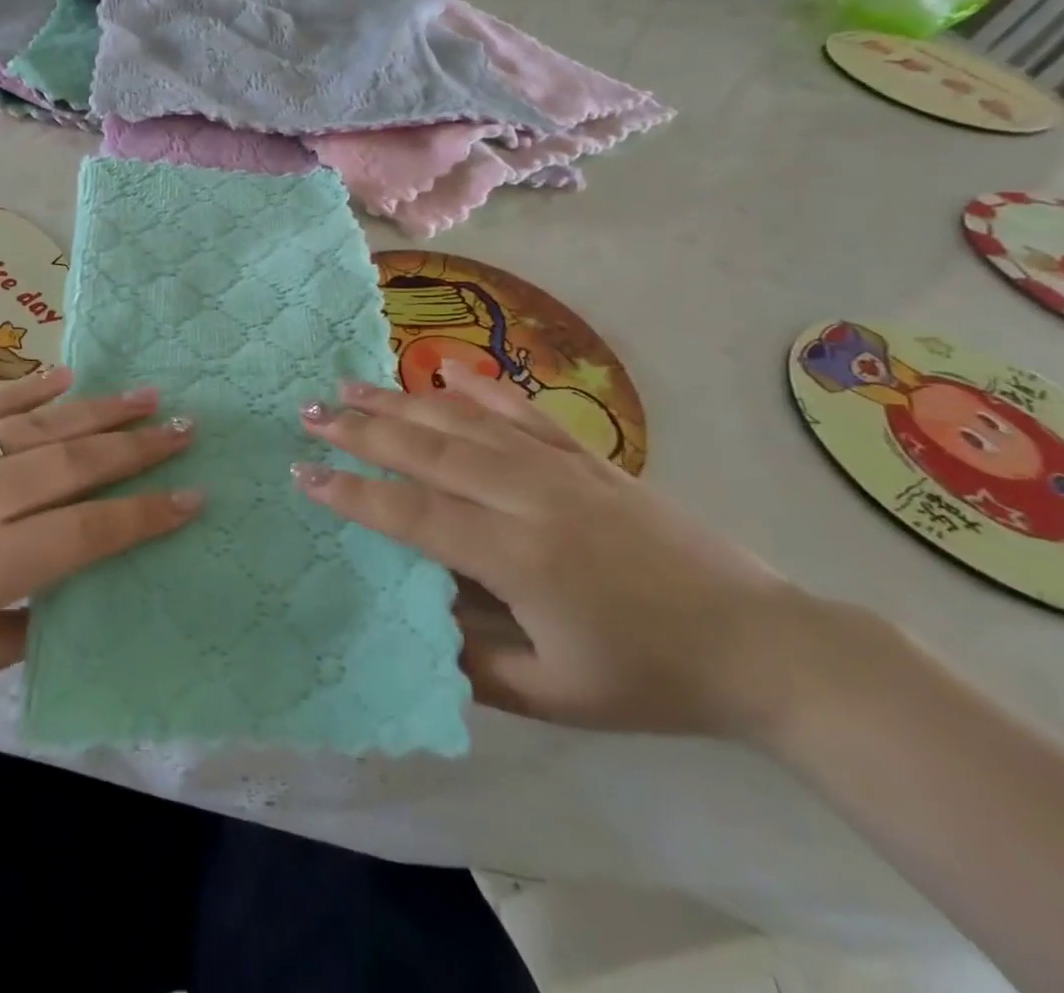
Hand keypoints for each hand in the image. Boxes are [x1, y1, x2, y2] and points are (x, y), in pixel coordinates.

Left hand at [0, 368, 196, 709]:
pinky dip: (31, 388)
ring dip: (101, 409)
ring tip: (148, 394)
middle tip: (187, 427)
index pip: (92, 530)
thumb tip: (58, 597)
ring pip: (42, 425)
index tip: (193, 495)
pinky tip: (67, 375)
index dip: (148, 514)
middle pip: (79, 463)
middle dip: (141, 447)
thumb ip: (11, 632)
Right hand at [295, 363, 828, 739]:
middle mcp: (529, 497)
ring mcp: (559, 466)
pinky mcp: (586, 454)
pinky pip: (519, 411)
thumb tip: (413, 619)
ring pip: (463, 421)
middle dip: (361, 430)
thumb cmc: (648, 678)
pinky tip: (444, 368)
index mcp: (517, 558)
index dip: (353, 494)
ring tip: (351, 383)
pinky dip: (477, 387)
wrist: (760, 643)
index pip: (414, 515)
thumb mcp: (553, 696)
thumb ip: (472, 661)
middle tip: (310, 411)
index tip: (304, 474)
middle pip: (428, 451)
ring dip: (401, 400)